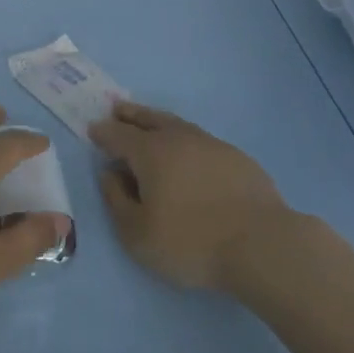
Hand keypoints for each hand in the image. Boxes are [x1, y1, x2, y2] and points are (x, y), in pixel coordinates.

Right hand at [90, 102, 294, 291]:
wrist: (260, 243)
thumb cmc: (191, 242)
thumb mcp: (138, 234)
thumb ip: (117, 200)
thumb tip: (109, 173)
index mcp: (150, 152)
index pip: (118, 135)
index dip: (103, 132)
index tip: (93, 130)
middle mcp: (178, 138)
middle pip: (148, 119)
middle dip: (130, 114)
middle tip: (118, 109)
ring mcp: (211, 144)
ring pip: (176, 124)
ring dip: (157, 121)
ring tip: (149, 123)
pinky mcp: (236, 157)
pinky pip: (200, 139)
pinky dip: (185, 139)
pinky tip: (188, 152)